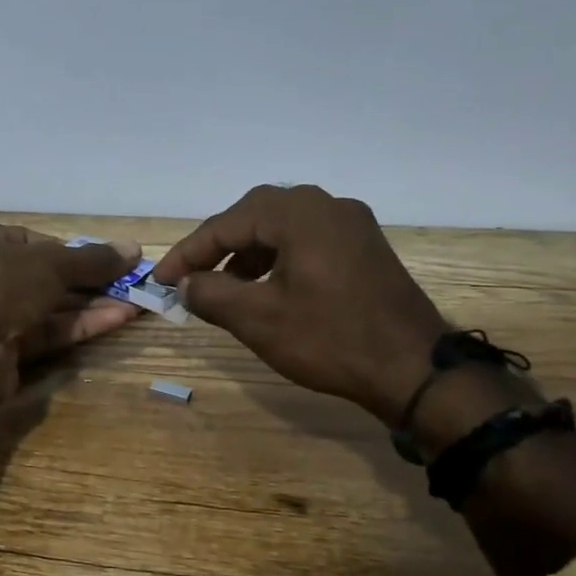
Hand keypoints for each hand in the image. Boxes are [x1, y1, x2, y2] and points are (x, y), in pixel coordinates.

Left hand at [0, 220, 142, 405]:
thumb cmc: (1, 285)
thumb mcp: (52, 264)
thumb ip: (93, 259)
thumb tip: (134, 248)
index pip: (32, 241)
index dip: (71, 250)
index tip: (105, 259)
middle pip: (44, 275)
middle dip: (89, 280)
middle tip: (131, 283)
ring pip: (48, 306)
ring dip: (91, 304)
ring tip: (136, 302)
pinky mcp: (3, 349)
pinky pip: (47, 332)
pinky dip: (80, 325)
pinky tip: (118, 319)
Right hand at [153, 185, 447, 423]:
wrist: (416, 370)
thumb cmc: (330, 339)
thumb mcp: (258, 319)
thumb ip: (210, 294)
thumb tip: (184, 284)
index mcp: (298, 214)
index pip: (225, 224)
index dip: (187, 253)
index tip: (160, 280)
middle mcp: (326, 205)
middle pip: (254, 216)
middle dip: (217, 247)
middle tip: (190, 278)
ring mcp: (352, 224)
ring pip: (281, 228)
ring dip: (247, 253)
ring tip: (226, 287)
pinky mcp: (365, 247)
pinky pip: (307, 240)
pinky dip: (277, 258)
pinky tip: (267, 288)